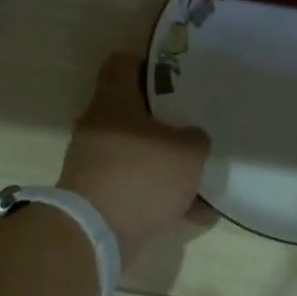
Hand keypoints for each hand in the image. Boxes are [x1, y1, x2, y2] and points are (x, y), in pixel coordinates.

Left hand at [59, 54, 210, 268]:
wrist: (96, 232)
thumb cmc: (141, 176)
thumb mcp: (187, 152)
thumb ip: (195, 139)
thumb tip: (191, 139)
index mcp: (113, 101)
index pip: (122, 63)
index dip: (149, 64)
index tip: (176, 78)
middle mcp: (98, 127)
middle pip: (133, 112)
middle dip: (166, 122)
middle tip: (194, 126)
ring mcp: (95, 164)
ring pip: (138, 154)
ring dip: (167, 165)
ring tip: (201, 176)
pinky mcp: (100, 196)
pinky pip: (137, 188)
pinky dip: (161, 197)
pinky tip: (194, 212)